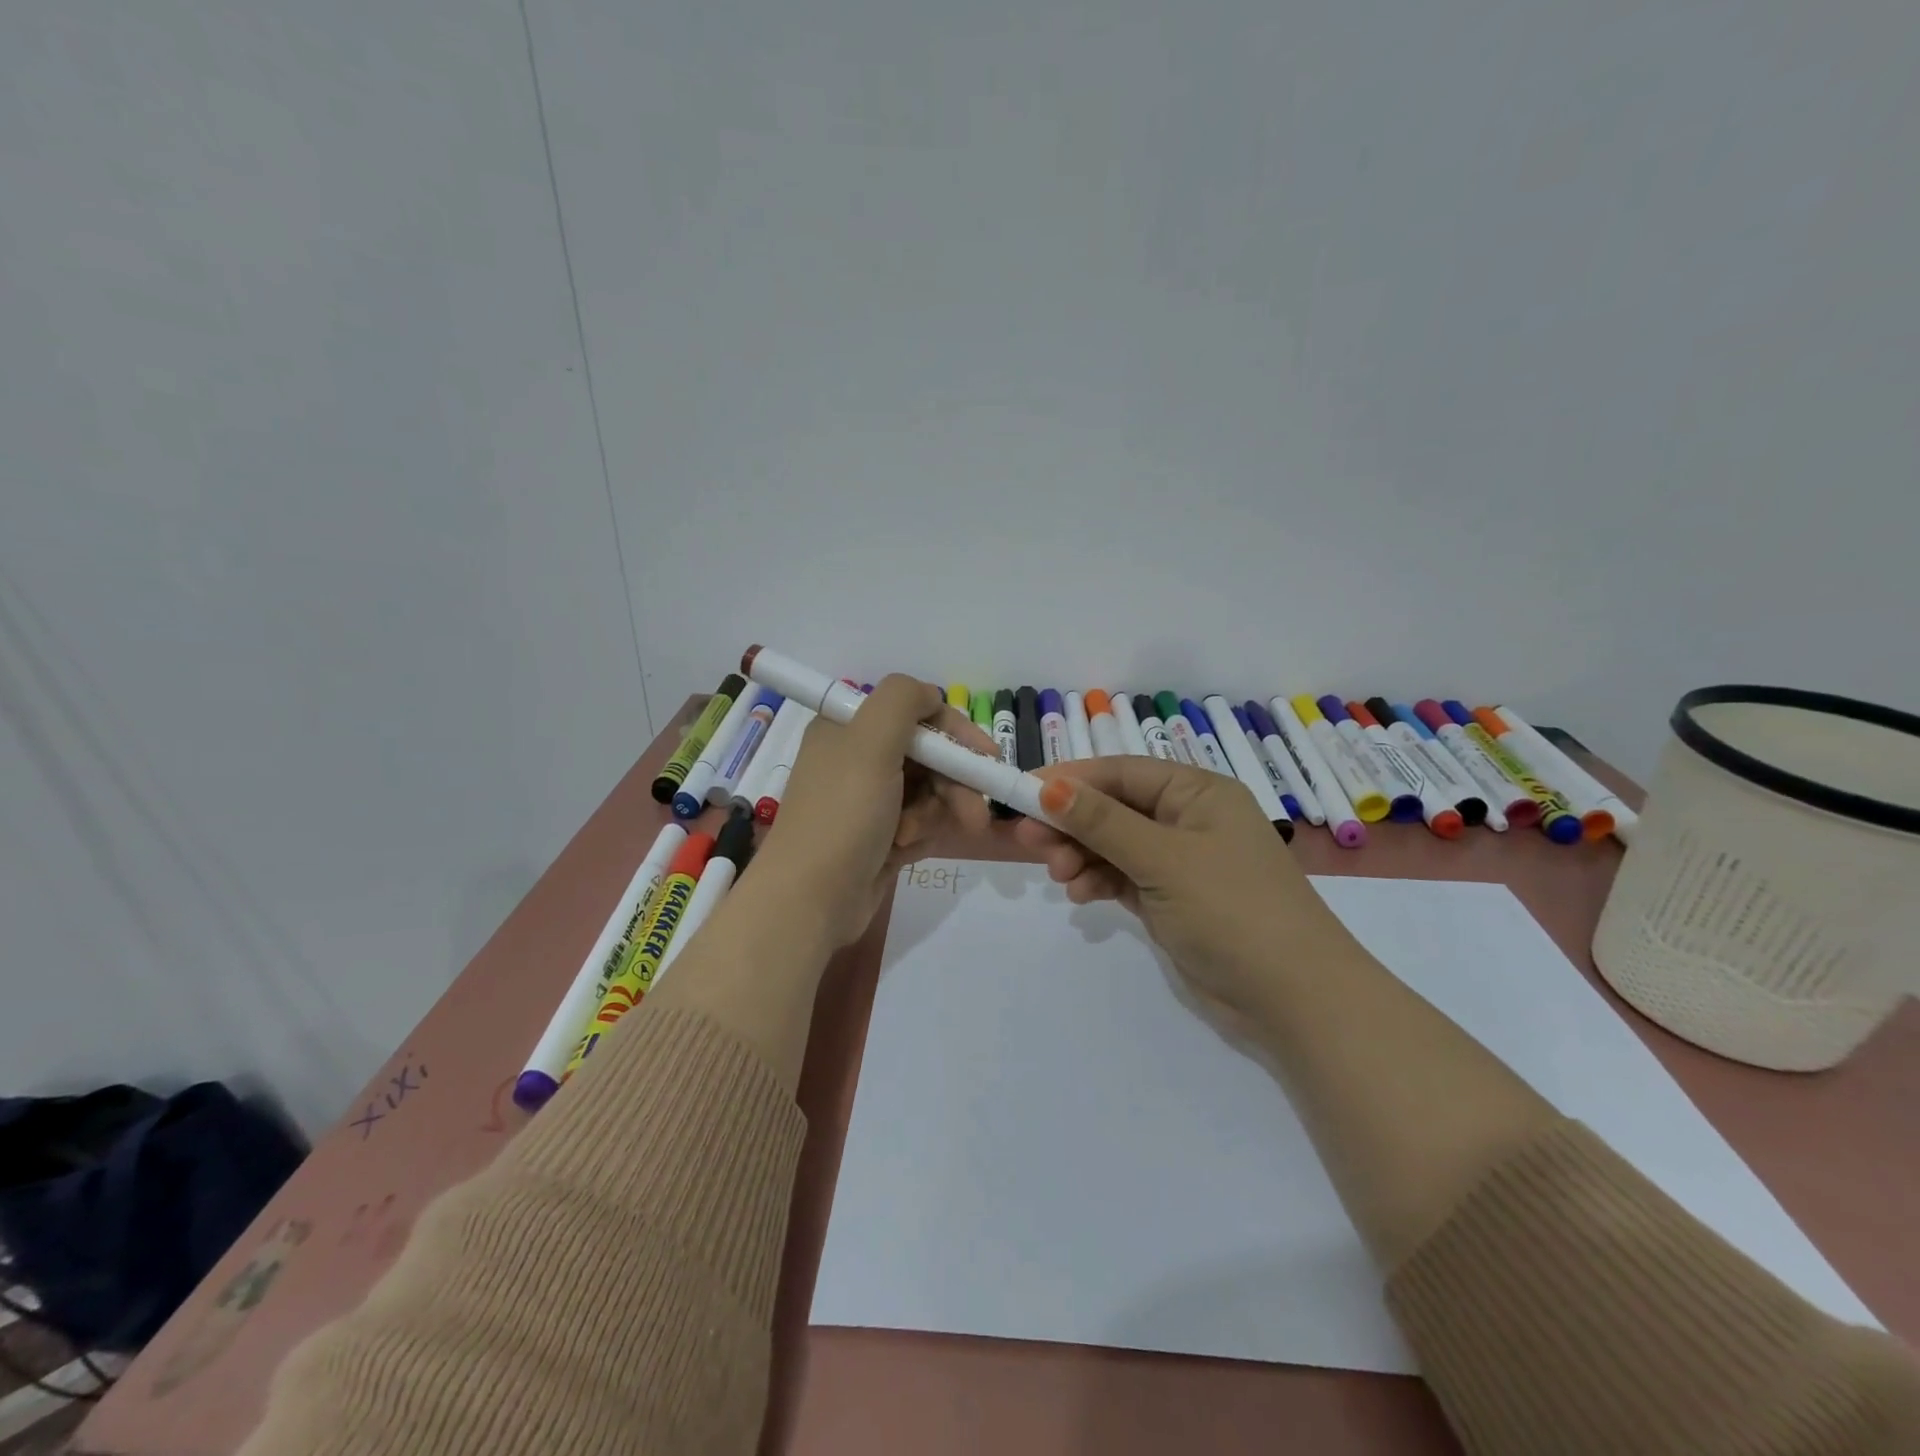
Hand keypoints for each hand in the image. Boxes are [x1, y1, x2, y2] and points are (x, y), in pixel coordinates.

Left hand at [756, 675, 994, 948]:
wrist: (810, 900)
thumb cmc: (843, 815)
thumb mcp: (870, 742)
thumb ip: (903, 700)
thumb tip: (930, 695)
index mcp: (849, 727)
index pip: (916, 712)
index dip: (954, 732)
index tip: (987, 757)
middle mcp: (857, 758)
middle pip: (929, 755)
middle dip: (954, 783)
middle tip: (974, 815)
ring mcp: (869, 800)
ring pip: (929, 792)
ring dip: (933, 813)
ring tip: (914, 837)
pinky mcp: (879, 836)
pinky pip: (920, 823)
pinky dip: (920, 835)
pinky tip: (904, 851)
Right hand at [1013, 757, 1356, 1024]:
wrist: (1294, 998)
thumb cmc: (1231, 909)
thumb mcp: (1161, 858)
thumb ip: (1102, 822)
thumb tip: (1049, 786)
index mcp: (1197, 792)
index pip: (1122, 773)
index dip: (1071, 779)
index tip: (1024, 791)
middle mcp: (1189, 819)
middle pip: (1114, 807)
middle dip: (1072, 822)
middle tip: (1029, 840)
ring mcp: (1181, 861)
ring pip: (1115, 844)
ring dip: (1082, 854)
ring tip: (1057, 874)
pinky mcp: (1172, 898)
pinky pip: (1123, 876)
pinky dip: (1099, 880)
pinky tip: (1079, 894)